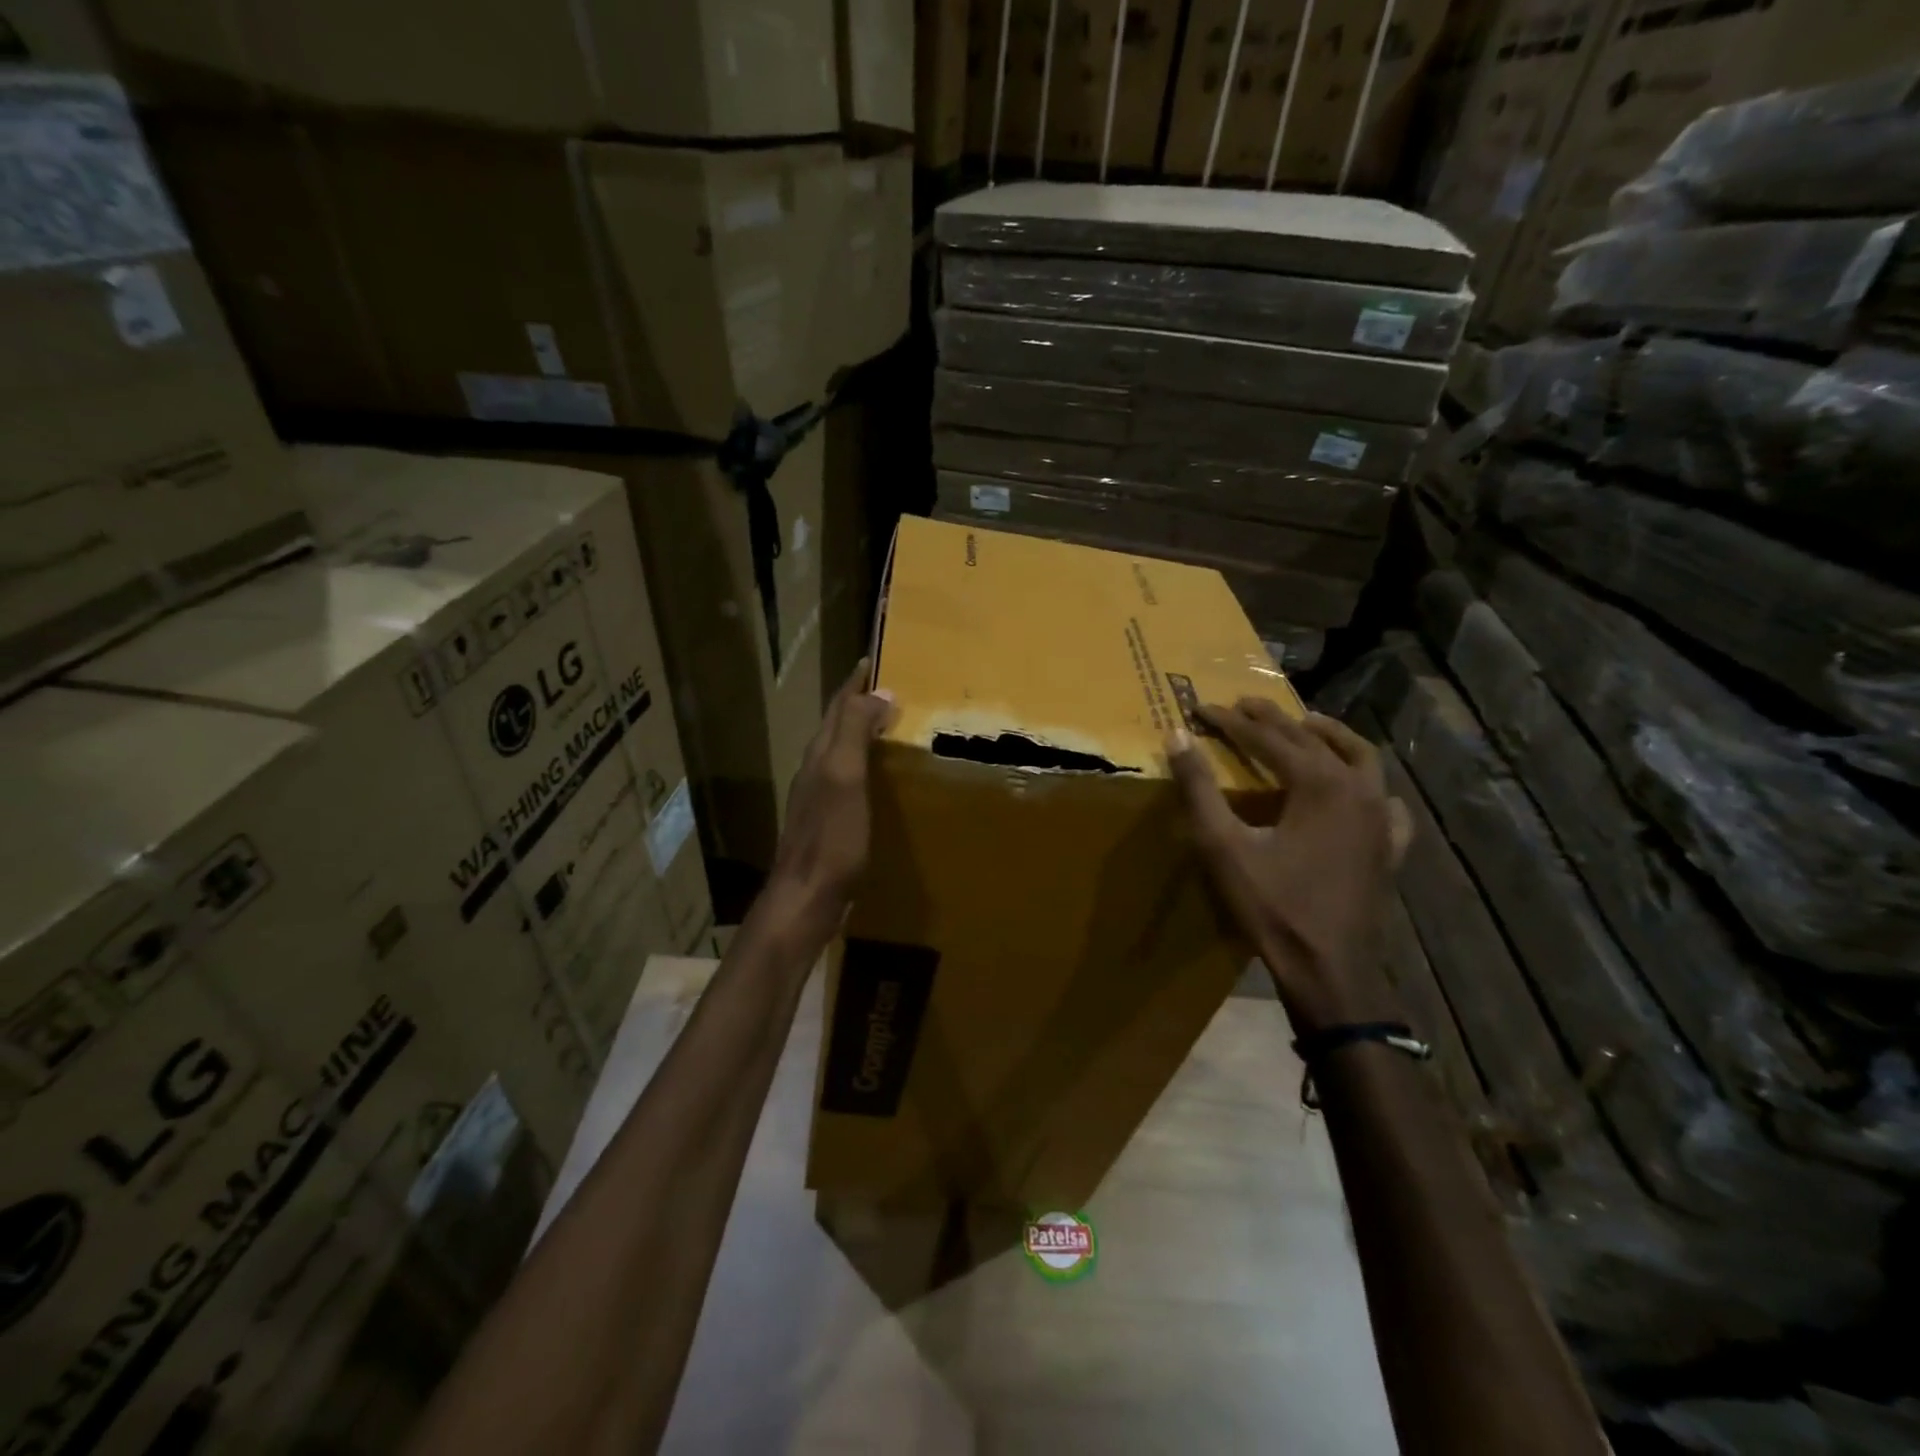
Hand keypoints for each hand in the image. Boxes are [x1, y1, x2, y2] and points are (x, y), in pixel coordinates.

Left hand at [765, 658, 895, 938]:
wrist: (806, 898)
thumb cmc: (830, 838)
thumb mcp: (844, 776)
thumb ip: (855, 731)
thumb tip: (878, 691)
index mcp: (820, 755)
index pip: (838, 706)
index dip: (855, 683)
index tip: (873, 660)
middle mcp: (816, 771)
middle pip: (836, 727)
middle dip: (859, 704)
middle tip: (891, 692)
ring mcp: (819, 799)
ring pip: (842, 754)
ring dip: (862, 735)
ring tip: (891, 729)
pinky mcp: (829, 825)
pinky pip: (849, 781)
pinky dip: (866, 768)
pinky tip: (881, 781)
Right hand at [1167, 700, 1411, 1036]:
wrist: (1329, 969)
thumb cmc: (1272, 906)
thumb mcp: (1223, 845)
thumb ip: (1199, 788)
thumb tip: (1177, 736)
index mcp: (1319, 783)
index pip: (1268, 738)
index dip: (1231, 721)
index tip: (1202, 707)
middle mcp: (1358, 789)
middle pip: (1312, 739)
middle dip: (1273, 719)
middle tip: (1242, 706)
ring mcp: (1382, 818)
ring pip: (1361, 758)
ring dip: (1329, 736)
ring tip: (1305, 725)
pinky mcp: (1391, 847)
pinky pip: (1386, 801)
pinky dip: (1368, 785)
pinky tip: (1359, 790)